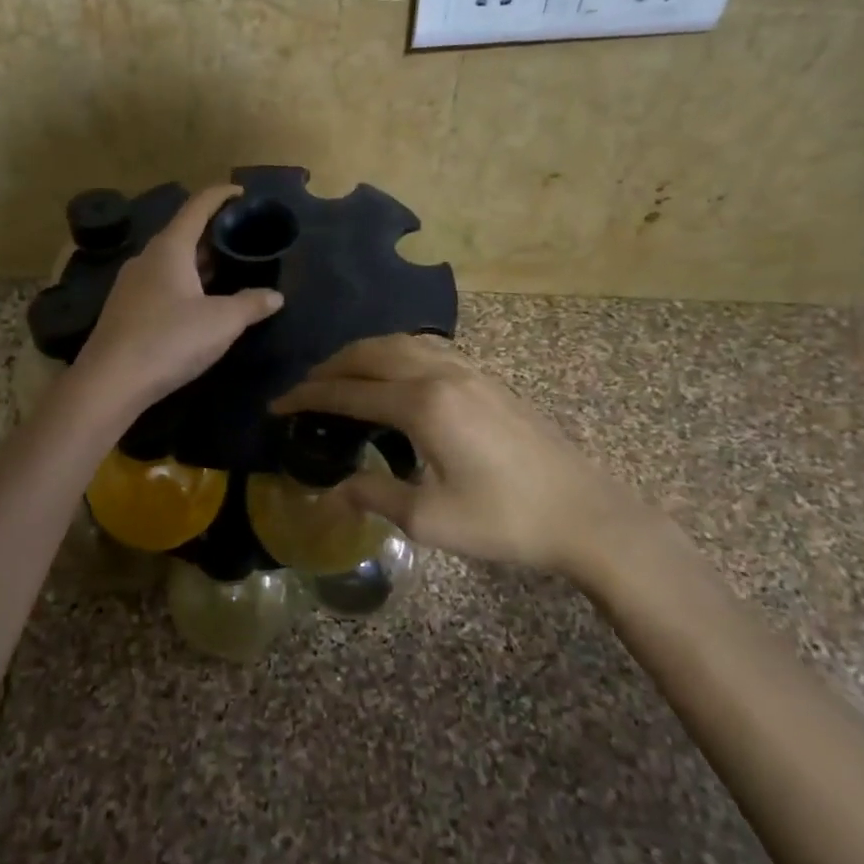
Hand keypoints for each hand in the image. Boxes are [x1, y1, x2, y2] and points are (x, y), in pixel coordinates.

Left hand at [72, 185, 283, 414]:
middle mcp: (147, 258)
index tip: (241, 192)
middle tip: (242, 237)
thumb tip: (275, 296)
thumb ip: (251, 305)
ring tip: (227, 267)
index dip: (220, 195)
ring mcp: (131, 284)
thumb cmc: (169, 340)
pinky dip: (184, 281)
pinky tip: (198, 300)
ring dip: (198, 260)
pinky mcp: (125, 309)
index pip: (197, 207)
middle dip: (213, 232)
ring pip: (171, 261)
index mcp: (170, 249)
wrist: (110, 382)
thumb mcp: (221, 322)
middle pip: (183, 233)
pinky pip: (161, 282)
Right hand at [273, 335, 655, 579]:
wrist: (585, 513)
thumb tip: (333, 490)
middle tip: (303, 389)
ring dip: (362, 354)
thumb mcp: (430, 519)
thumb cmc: (505, 521)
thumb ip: (374, 495)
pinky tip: (393, 374)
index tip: (278, 405)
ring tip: (340, 376)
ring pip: (399, 343)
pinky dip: (394, 353)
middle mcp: (440, 373)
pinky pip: (426, 348)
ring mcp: (468, 370)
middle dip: (330, 367)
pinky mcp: (486, 377)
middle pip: (370, 354)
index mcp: (422, 405)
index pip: (349, 392)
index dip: (308, 397)